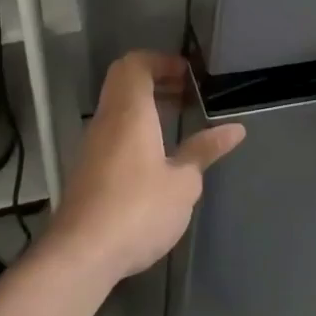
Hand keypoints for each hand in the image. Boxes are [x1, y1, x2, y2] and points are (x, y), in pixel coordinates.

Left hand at [45, 51, 245, 282]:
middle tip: (186, 95)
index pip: (136, 64)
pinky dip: (134, 130)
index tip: (188, 76)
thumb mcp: (183, 182)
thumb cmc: (138, 209)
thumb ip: (204, 151)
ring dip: (145, 107)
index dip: (162, 61)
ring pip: (116, 108)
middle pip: (123, 81)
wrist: (82, 254)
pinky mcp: (86, 171)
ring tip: (177, 125)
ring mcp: (91, 146)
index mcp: (130, 112)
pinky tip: (156, 158)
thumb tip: (234, 129)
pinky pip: (112, 133)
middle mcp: (106, 120)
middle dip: (155, 80)